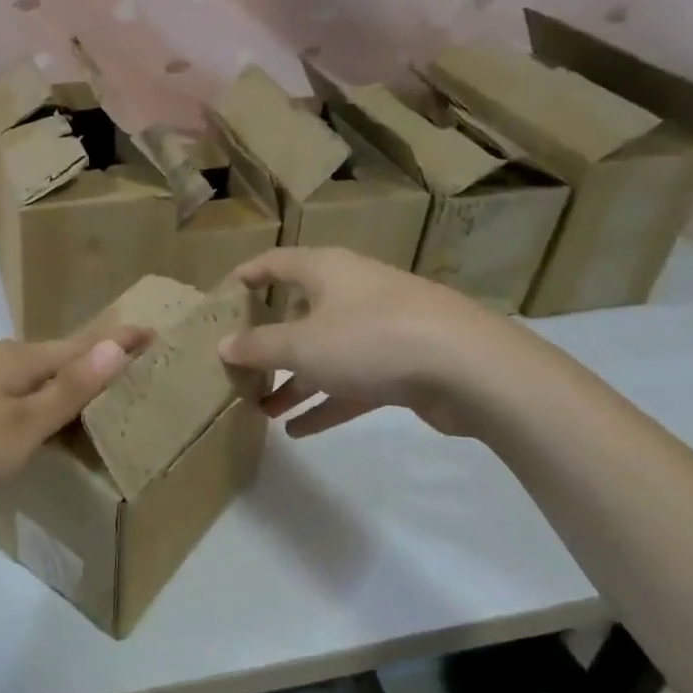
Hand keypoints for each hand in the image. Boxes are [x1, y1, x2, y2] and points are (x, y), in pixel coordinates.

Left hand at [0, 327, 151, 518]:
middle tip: (125, 369)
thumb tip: (115, 345)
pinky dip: (27, 400)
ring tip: (82, 396)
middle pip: (52, 356)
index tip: (152, 331)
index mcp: (16, 360)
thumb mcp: (19, 427)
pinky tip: (22, 419)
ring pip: (24, 375)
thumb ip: (67, 390)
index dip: (118, 343)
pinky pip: (2, 392)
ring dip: (56, 382)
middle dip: (89, 361)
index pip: (81, 347)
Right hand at [217, 247, 522, 436]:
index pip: (276, 263)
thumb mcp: (302, 346)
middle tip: (240, 366)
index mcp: (326, 271)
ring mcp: (381, 328)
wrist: (471, 369)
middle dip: (269, 343)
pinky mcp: (403, 364)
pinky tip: (299, 430)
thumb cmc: (371, 339)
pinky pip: (352, 381)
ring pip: (326, 352)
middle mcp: (352, 292)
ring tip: (263, 409)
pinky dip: (326, 401)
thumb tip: (224, 345)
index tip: (222, 296)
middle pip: (300, 313)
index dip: (247, 276)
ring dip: (295, 381)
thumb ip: (259, 347)